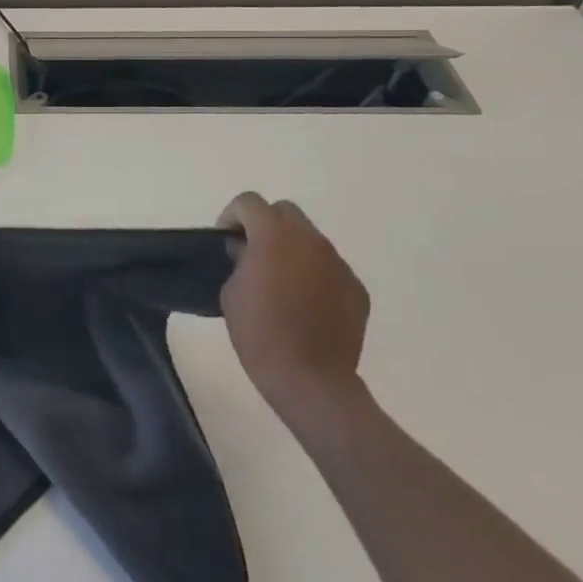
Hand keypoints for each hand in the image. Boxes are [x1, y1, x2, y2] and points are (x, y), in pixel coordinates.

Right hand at [218, 192, 370, 424]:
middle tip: (253, 254)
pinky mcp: (356, 288)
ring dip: (292, 248)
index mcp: (274, 236)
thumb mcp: (230, 292)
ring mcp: (338, 263)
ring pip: (310, 239)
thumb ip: (239, 261)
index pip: (249, 202)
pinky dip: (314, 274)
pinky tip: (306, 305)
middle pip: (284, 211)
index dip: (232, 216)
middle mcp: (310, 240)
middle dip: (265, 224)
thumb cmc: (259, 333)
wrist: (310, 379)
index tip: (226, 242)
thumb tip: (248, 253)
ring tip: (281, 282)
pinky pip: (330, 267)